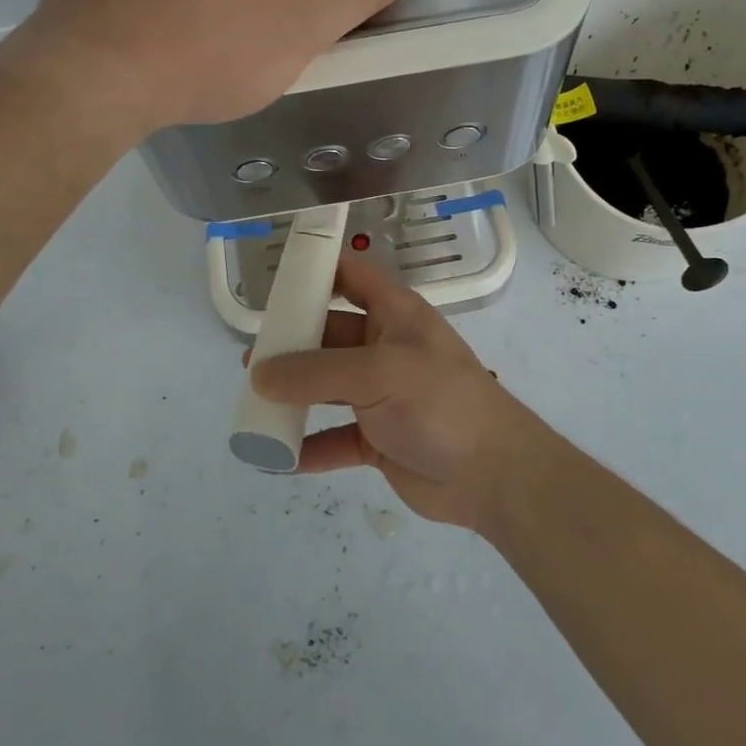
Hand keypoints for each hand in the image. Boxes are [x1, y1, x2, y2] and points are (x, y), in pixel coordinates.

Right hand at [248, 253, 547, 530]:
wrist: (493, 475)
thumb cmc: (440, 403)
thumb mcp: (377, 374)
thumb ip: (316, 373)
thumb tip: (260, 375)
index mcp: (394, 315)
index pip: (351, 276)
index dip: (317, 270)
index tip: (275, 279)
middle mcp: (385, 348)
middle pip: (329, 334)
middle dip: (292, 343)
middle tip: (252, 358)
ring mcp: (382, 395)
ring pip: (327, 387)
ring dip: (294, 395)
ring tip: (253, 402)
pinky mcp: (378, 439)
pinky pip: (334, 438)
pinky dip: (308, 446)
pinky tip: (277, 457)